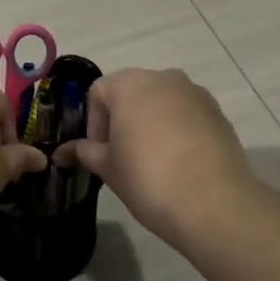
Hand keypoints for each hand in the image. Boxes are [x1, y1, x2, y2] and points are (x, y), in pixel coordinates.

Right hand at [54, 68, 262, 245]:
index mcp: (129, 84)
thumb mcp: (108, 167)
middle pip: (131, 92)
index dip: (93, 124)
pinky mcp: (218, 112)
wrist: (213, 203)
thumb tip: (61, 152)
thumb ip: (84, 152)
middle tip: (122, 157)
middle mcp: (163, 77)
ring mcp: (195, 92)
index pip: (97, 93)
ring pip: (161, 102)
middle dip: (122, 120)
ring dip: (150, 123)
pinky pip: (187, 115)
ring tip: (153, 161)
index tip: (100, 153)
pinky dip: (177, 130)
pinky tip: (179, 163)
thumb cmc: (147, 178)